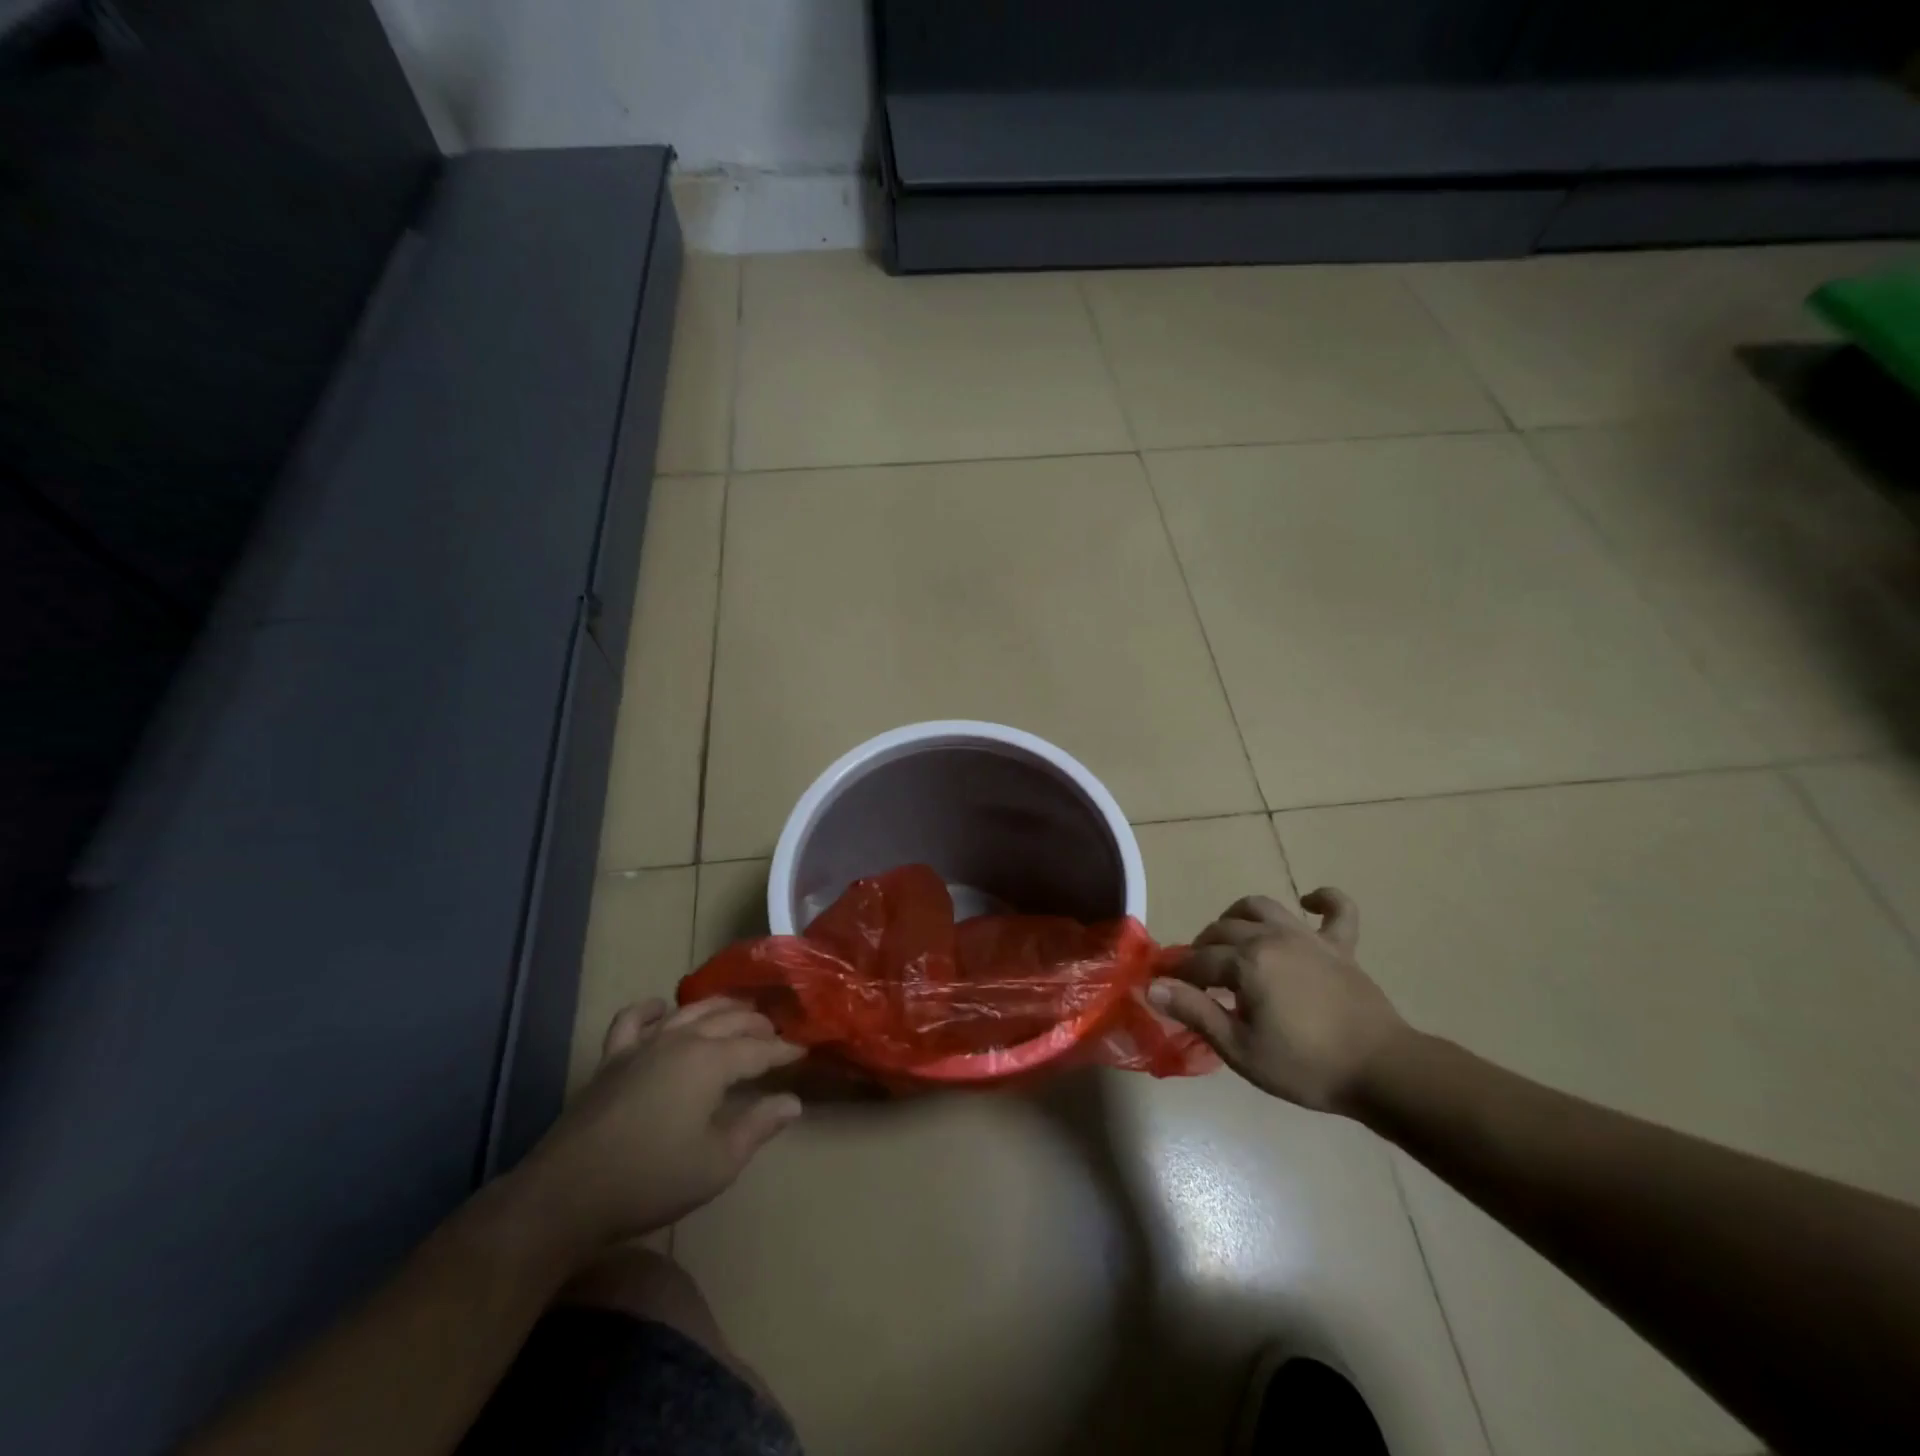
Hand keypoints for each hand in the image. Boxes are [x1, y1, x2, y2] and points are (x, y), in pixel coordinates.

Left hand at [525, 997, 803, 1247]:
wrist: (566, 1196)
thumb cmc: (651, 1180)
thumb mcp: (717, 1162)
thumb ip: (758, 1126)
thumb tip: (792, 1101)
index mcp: (711, 1062)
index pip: (758, 1049)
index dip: (783, 1050)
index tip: (803, 1051)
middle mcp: (681, 1040)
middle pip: (728, 1020)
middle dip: (757, 1024)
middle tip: (775, 1033)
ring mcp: (643, 1045)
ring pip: (689, 1011)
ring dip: (718, 1008)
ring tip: (736, 1011)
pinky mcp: (611, 1058)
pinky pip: (632, 1020)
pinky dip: (651, 1009)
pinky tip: (662, 1009)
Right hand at [1149, 889, 1407, 1114]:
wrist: (1382, 1071)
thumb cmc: (1305, 1067)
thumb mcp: (1240, 1049)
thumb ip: (1195, 1011)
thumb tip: (1152, 986)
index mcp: (1247, 962)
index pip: (1198, 960)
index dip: (1175, 971)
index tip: (1159, 984)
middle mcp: (1272, 937)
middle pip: (1223, 930)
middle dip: (1202, 948)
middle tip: (1196, 978)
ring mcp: (1308, 938)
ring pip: (1262, 907)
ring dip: (1238, 917)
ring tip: (1231, 939)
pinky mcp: (1341, 946)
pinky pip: (1337, 910)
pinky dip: (1323, 900)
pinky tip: (1309, 902)